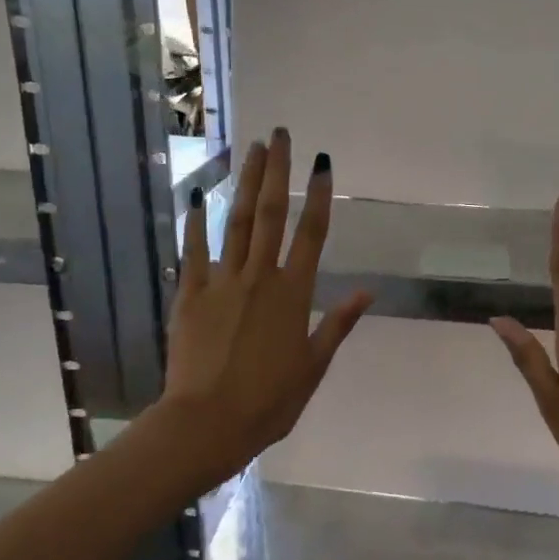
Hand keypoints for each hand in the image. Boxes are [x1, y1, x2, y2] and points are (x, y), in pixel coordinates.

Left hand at [158, 129, 370, 482]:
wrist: (207, 424)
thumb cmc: (269, 401)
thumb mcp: (313, 366)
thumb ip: (337, 324)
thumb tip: (368, 291)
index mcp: (294, 294)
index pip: (312, 234)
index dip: (319, 196)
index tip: (322, 163)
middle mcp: (260, 277)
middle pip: (270, 214)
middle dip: (277, 172)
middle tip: (280, 135)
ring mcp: (221, 282)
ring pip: (235, 223)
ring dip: (244, 183)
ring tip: (250, 149)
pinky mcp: (190, 294)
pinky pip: (194, 251)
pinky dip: (195, 223)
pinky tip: (196, 197)